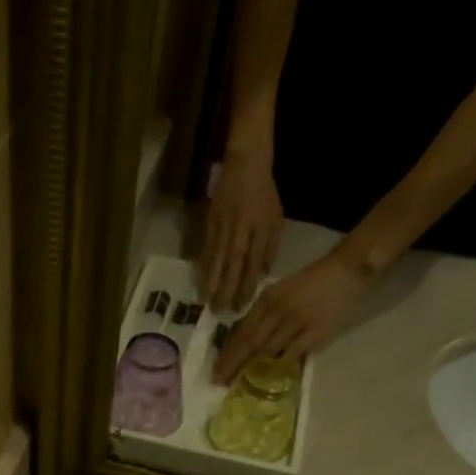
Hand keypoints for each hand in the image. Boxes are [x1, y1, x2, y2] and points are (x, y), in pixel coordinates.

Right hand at [199, 148, 283, 311]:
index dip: (247, 286)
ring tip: (205, 300)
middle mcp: (241, 230)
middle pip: (233, 264)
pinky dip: (202, 265)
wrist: (245, 164)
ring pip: (217, 258)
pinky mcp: (210, 222)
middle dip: (226, 288)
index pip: (253, 263)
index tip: (241, 305)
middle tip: (220, 310)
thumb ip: (270, 248)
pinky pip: (206, 248)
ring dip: (210, 281)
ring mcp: (223, 226)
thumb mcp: (276, 218)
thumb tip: (262, 274)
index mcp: (260, 229)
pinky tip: (199, 280)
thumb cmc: (264, 194)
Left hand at [213, 250, 373, 384]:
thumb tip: (242, 340)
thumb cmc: (309, 283)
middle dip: (234, 364)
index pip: (243, 331)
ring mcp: (297, 321)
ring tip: (239, 384)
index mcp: (267, 299)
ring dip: (253, 369)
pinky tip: (268, 379)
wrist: (345, 271)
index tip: (217, 369)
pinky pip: (293, 353)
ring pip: (269, 350)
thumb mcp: (279, 292)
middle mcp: (278, 310)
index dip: (229, 352)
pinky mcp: (316, 332)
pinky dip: (280, 366)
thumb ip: (262, 314)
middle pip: (251, 343)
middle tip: (220, 381)